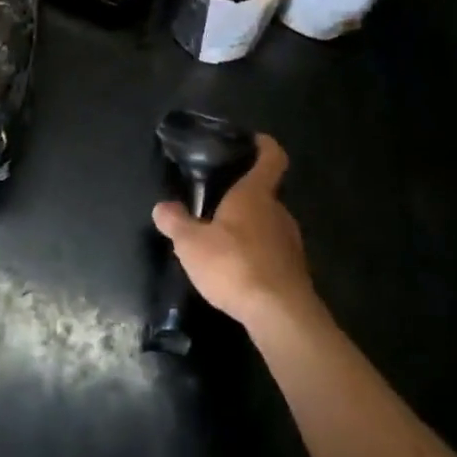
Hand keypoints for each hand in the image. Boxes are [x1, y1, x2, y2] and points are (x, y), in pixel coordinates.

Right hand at [152, 135, 315, 329]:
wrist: (280, 315)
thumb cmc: (235, 264)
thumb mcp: (192, 244)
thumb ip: (176, 223)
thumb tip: (162, 207)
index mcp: (256, 194)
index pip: (272, 157)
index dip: (265, 145)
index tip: (254, 141)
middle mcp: (278, 212)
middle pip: (267, 193)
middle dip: (246, 196)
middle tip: (220, 202)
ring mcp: (291, 243)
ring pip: (270, 225)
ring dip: (251, 229)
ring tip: (225, 240)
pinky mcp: (294, 273)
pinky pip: (273, 253)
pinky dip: (258, 256)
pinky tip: (239, 272)